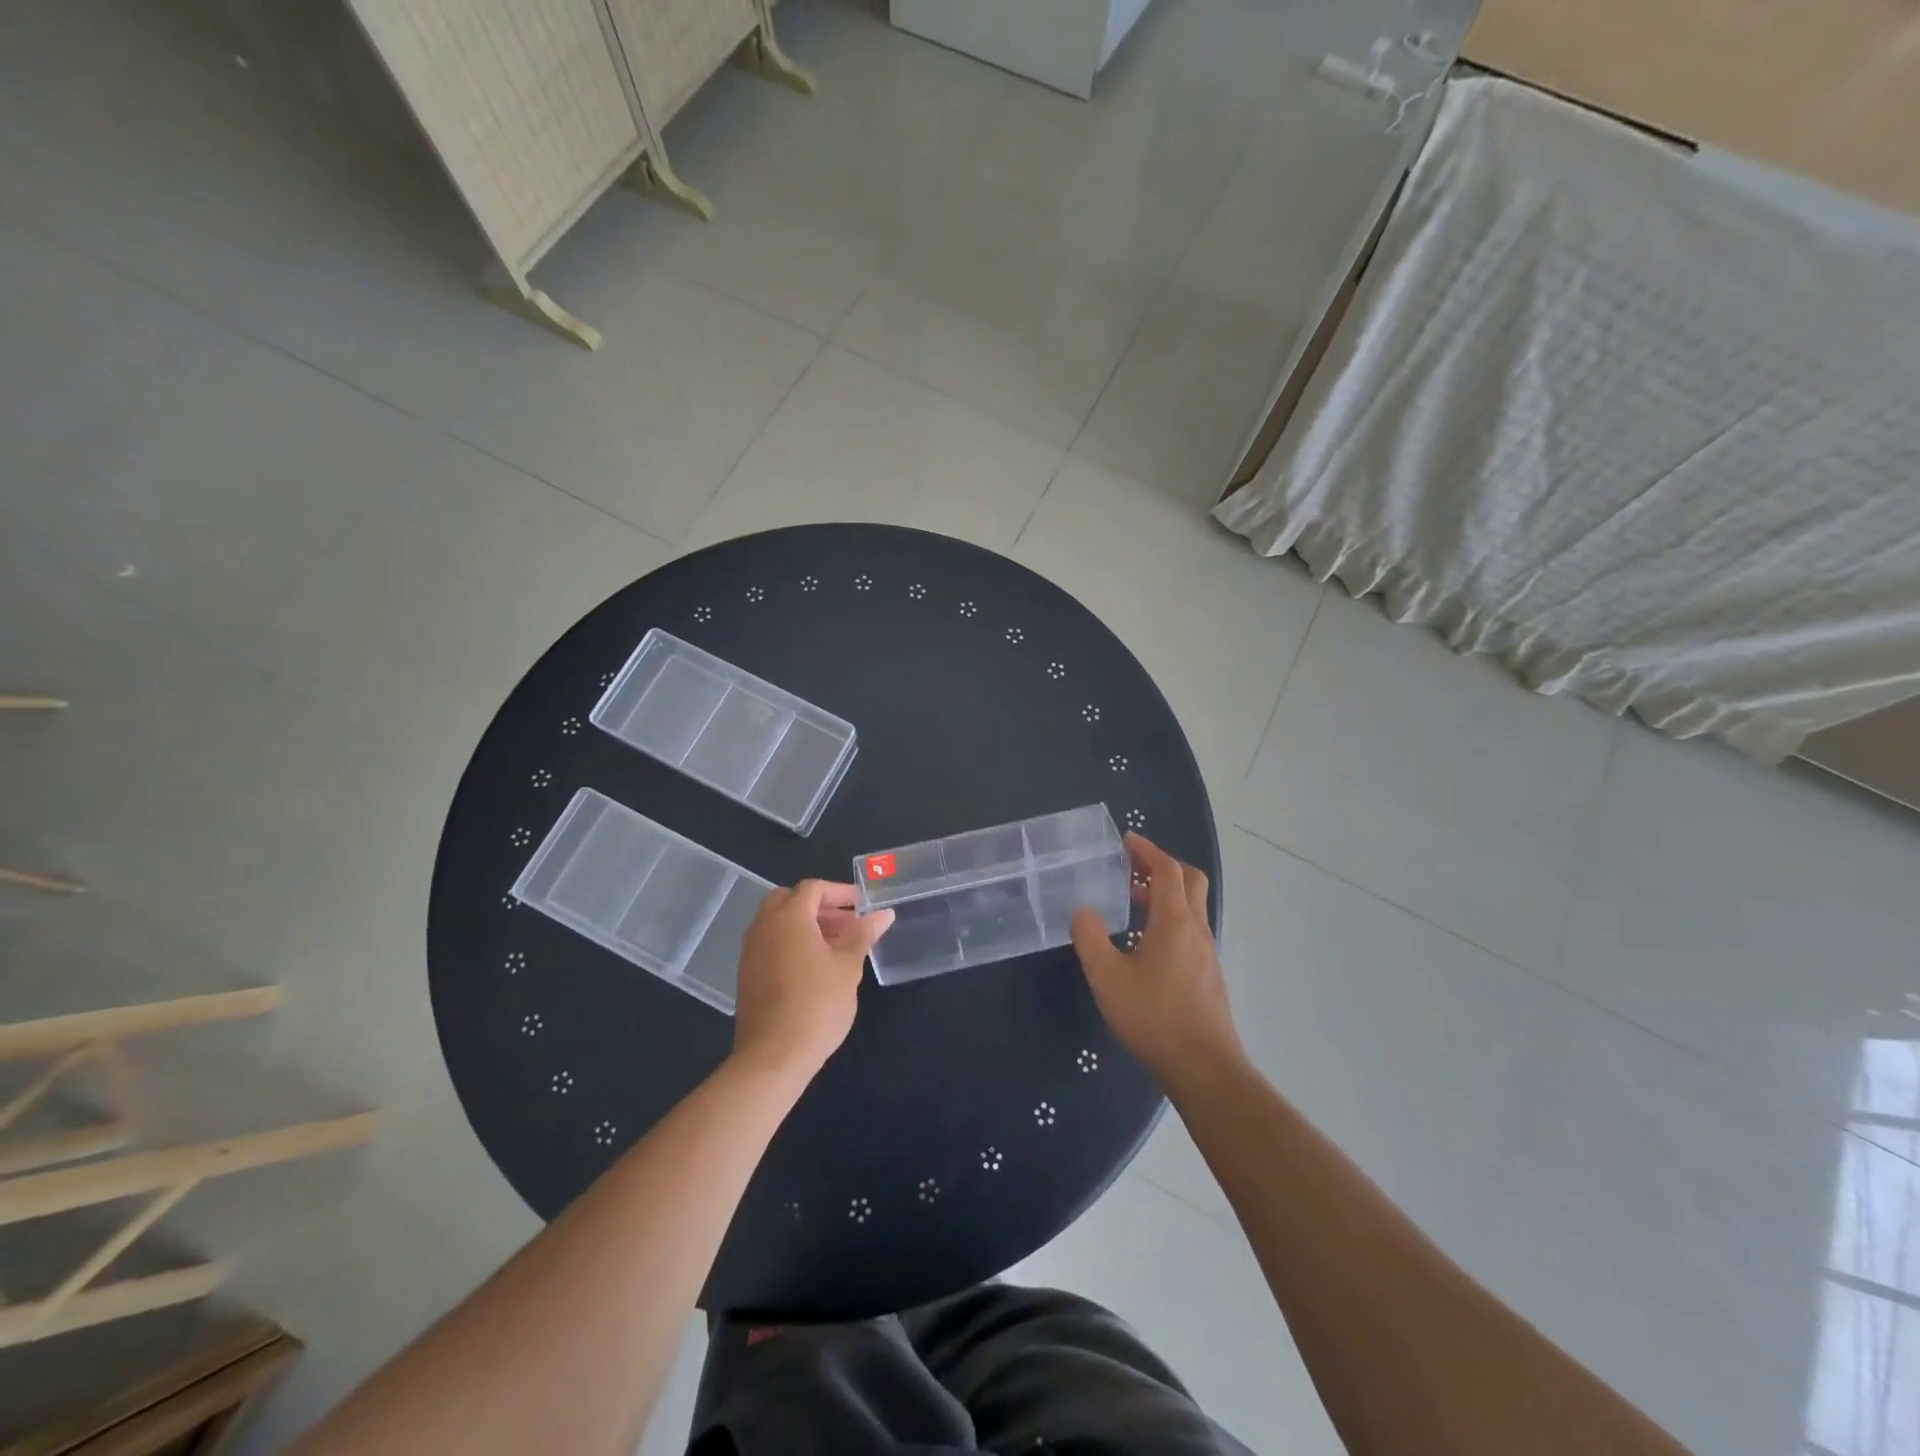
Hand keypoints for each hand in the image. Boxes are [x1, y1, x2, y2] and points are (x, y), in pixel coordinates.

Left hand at [731, 880, 892, 1081]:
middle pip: (789, 900)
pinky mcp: (747, 974)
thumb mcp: (848, 967)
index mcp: (788, 917)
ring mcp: (751, 951)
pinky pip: (770, 943)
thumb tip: (883, 914)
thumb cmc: (816, 1005)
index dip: (840, 892)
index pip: (813, 888)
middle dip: (820, 906)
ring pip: (778, 922)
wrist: (773, 1057)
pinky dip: (792, 942)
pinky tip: (815, 967)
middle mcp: (763, 926)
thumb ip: (863, 934)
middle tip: (848, 923)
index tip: (862, 905)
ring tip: (837, 946)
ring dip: (806, 925)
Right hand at [1070, 834, 1241, 1086]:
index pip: (1167, 870)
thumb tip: (1083, 911)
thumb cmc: (1154, 1016)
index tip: (1126, 840)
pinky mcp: (1207, 973)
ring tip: (1130, 901)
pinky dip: (1168, 918)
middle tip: (1131, 866)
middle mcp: (1196, 929)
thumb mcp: (1107, 977)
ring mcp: (1206, 952)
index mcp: (1174, 921)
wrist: (1203, 1067)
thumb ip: (1090, 939)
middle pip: (1188, 881)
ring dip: (1164, 893)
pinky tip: (1144, 942)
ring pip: (1190, 906)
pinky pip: (1189, 929)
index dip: (1148, 850)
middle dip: (1162, 865)